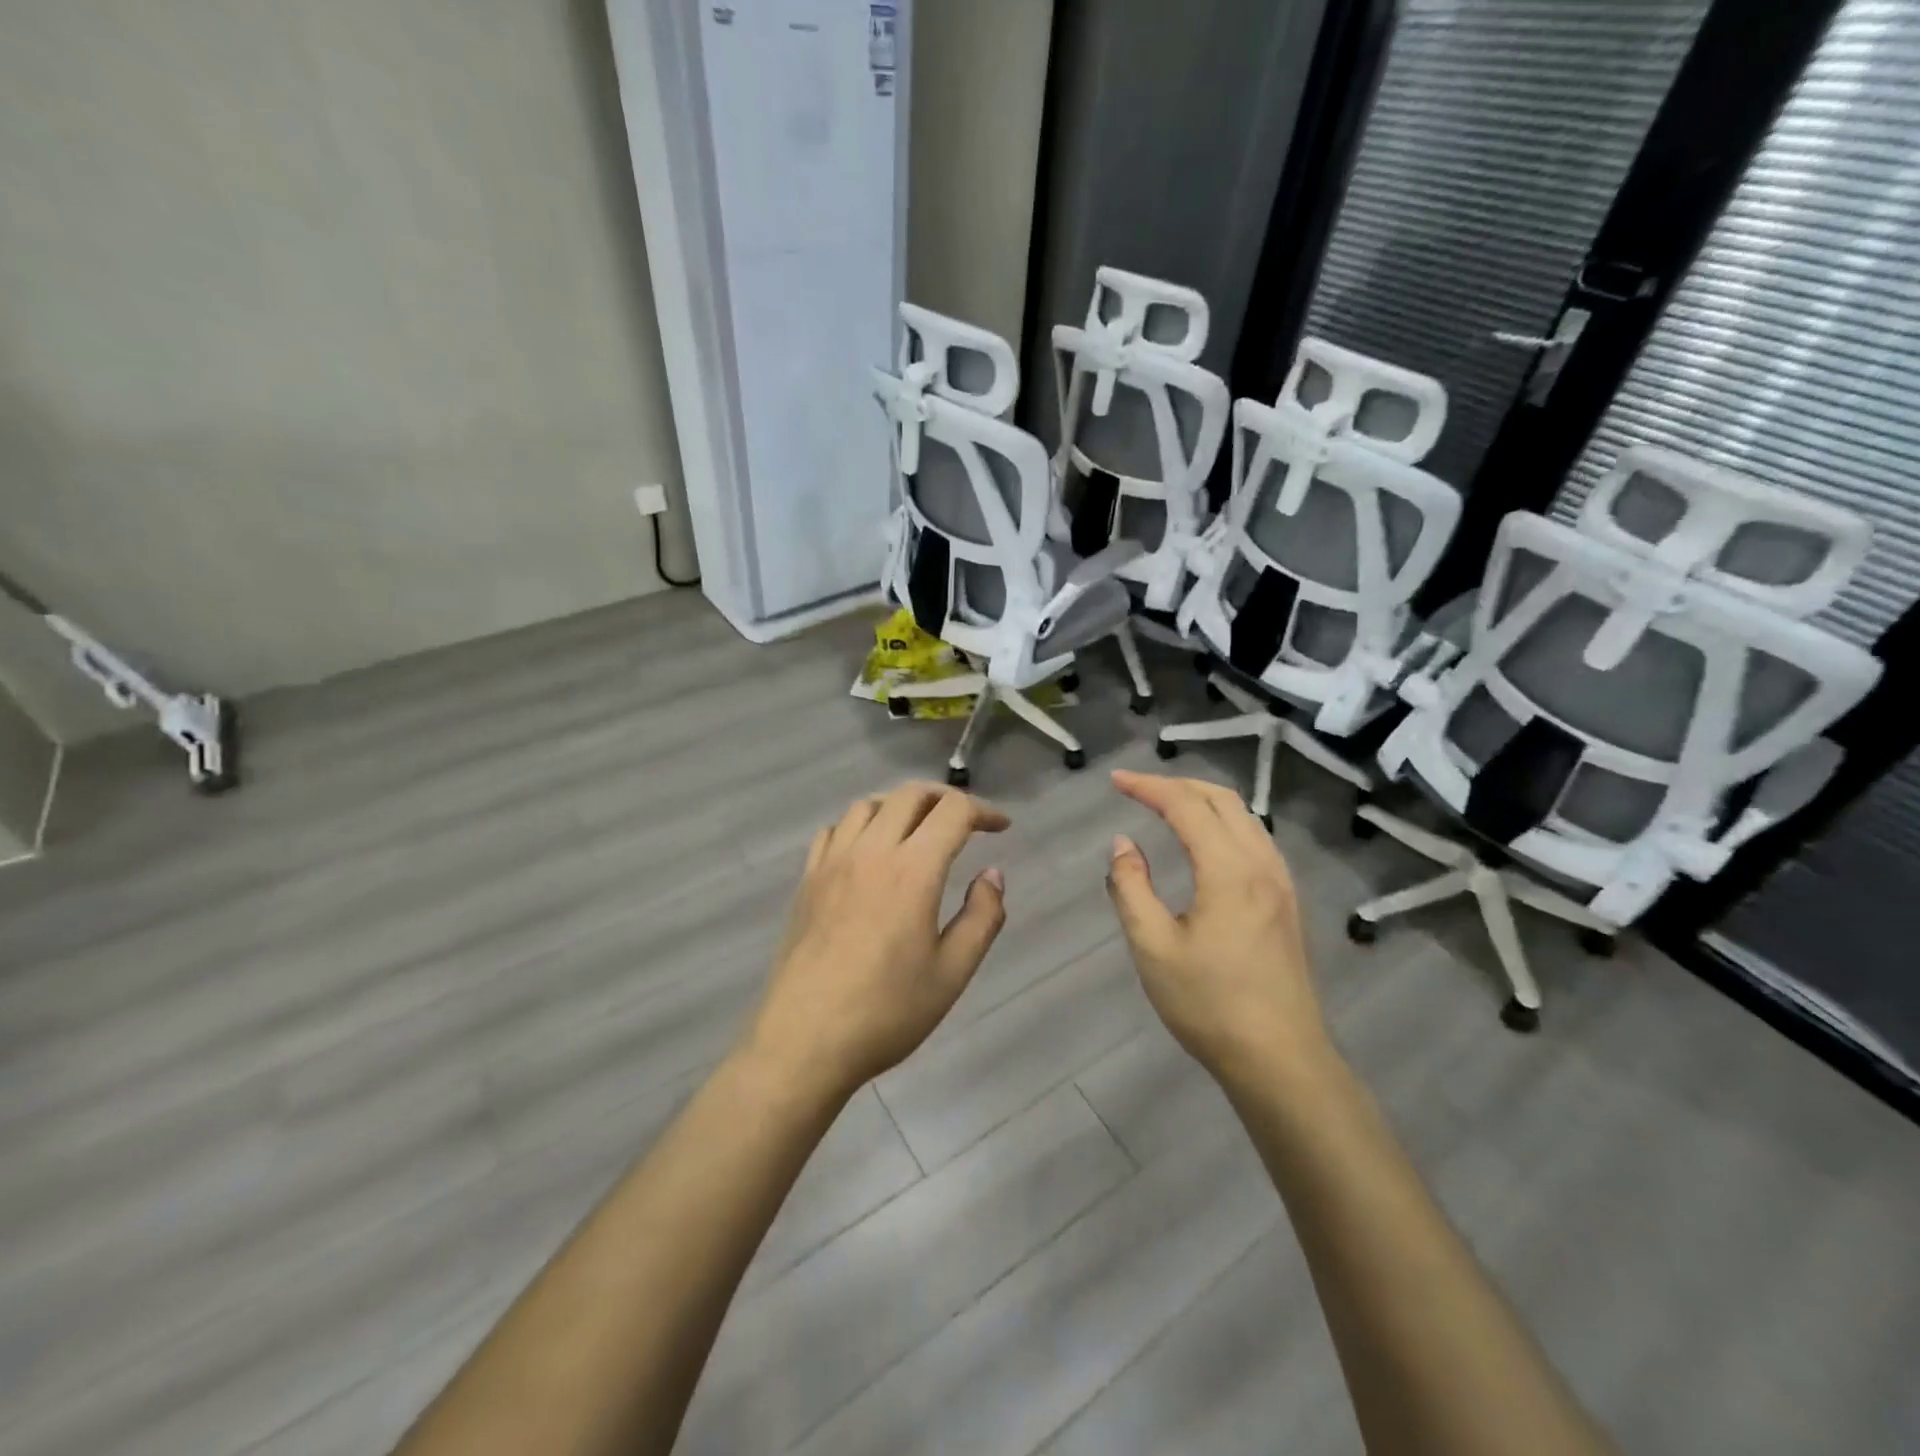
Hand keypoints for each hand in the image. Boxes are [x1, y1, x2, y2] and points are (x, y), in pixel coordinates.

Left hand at [743, 782, 1009, 1100]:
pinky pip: (833, 830)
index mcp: (912, 871)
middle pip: (909, 795)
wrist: (804, 1041)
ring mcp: (832, 863)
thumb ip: (982, 917)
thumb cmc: (886, 1012)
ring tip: (918, 831)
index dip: (984, 811)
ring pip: (868, 805)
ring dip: (900, 806)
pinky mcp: (807, 880)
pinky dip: (859, 825)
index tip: (1001, 828)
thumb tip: (993, 874)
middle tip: (965, 822)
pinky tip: (867, 851)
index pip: (952, 811)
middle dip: (944, 798)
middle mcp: (870, 851)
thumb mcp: (952, 973)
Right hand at [1105, 771, 1331, 1087]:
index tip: (1115, 781)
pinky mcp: (1287, 902)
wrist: (1281, 1059)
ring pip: (1244, 817)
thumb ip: (1131, 887)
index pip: (1186, 806)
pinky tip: (1206, 843)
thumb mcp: (1153, 947)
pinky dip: (1224, 823)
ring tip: (1167, 806)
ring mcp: (1281, 883)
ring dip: (1204, 800)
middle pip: (1222, 799)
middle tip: (1137, 789)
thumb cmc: (1209, 1005)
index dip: (1148, 787)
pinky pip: (1255, 839)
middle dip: (1177, 785)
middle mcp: (1262, 864)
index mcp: (1229, 870)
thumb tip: (1123, 843)